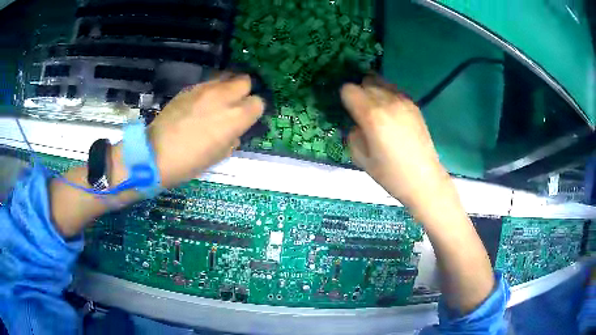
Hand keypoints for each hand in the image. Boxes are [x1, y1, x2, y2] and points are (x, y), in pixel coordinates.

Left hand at [147, 75, 263, 187]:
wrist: (156, 153)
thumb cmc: (191, 162)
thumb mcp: (219, 155)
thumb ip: (233, 138)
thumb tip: (233, 131)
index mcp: (236, 117)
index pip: (258, 102)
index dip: (253, 110)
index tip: (246, 118)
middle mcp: (224, 97)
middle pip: (244, 80)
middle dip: (243, 91)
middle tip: (234, 103)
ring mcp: (205, 89)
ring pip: (226, 76)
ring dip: (226, 87)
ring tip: (218, 100)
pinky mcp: (189, 88)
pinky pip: (207, 83)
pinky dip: (210, 90)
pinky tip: (200, 103)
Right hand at [341, 77, 449, 211]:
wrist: (423, 179)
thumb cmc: (390, 174)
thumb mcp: (360, 158)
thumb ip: (353, 134)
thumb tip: (356, 123)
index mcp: (372, 115)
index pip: (348, 89)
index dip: (345, 99)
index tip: (348, 112)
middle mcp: (388, 101)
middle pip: (365, 83)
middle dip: (359, 94)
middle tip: (361, 112)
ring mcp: (403, 101)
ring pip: (380, 82)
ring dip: (373, 91)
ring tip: (376, 110)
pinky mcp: (414, 105)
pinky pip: (394, 90)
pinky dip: (387, 95)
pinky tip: (391, 113)